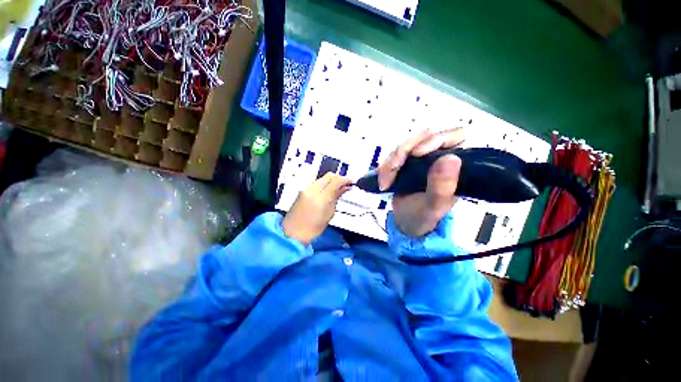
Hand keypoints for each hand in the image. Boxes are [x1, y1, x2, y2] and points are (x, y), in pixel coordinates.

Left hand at [282, 172, 351, 244]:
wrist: (292, 233)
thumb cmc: (312, 229)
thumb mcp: (329, 214)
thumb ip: (336, 198)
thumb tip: (344, 188)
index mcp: (320, 198)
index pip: (335, 181)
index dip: (345, 179)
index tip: (351, 181)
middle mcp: (312, 190)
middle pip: (329, 176)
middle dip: (339, 178)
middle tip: (346, 184)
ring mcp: (305, 189)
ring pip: (323, 178)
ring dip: (332, 180)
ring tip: (339, 188)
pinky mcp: (302, 190)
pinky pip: (317, 182)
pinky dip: (325, 184)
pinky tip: (329, 190)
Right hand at [378, 128, 465, 236]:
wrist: (406, 222)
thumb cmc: (424, 216)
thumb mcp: (434, 206)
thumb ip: (442, 187)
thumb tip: (451, 158)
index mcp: (456, 166)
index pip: (456, 136)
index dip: (436, 139)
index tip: (416, 154)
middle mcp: (440, 157)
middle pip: (424, 137)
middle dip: (403, 152)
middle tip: (392, 170)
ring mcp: (422, 158)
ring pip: (406, 145)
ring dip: (391, 161)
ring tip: (384, 182)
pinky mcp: (406, 162)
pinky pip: (394, 155)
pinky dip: (385, 166)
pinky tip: (382, 179)